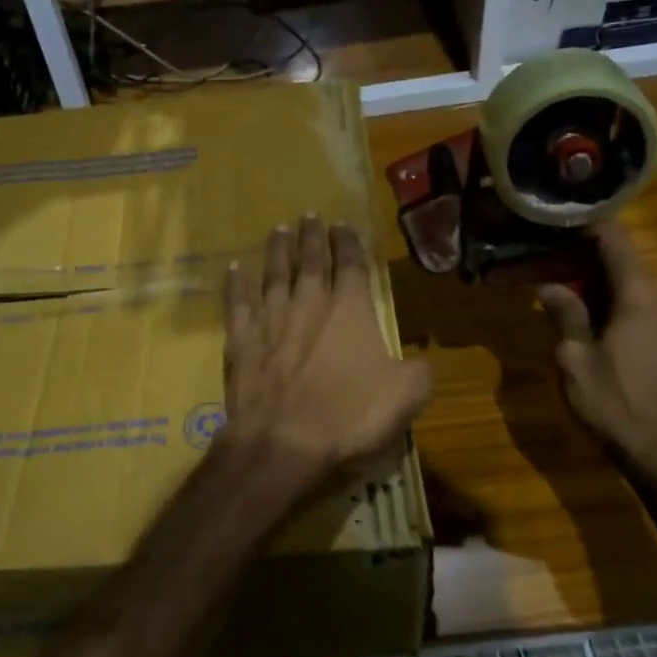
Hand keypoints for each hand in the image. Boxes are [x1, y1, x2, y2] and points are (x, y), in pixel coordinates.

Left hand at [222, 215, 434, 501]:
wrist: (284, 442)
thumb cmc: (349, 417)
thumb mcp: (405, 397)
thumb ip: (419, 371)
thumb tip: (423, 359)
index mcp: (351, 311)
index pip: (352, 265)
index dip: (349, 242)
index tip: (343, 223)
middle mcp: (309, 304)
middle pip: (310, 260)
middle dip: (311, 236)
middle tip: (308, 214)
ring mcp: (271, 319)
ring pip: (274, 273)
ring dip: (277, 249)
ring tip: (278, 228)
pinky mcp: (241, 339)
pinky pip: (237, 302)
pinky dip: (235, 283)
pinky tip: (233, 267)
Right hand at [536, 222, 656, 480]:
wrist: (655, 448)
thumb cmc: (612, 400)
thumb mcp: (574, 355)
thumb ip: (564, 312)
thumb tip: (546, 283)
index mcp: (637, 295)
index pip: (614, 238)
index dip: (583, 220)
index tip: (549, 210)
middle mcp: (653, 296)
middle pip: (616, 253)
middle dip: (576, 243)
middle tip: (534, 237)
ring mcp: (656, 315)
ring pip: (618, 275)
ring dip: (583, 267)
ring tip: (541, 260)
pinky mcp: (652, 333)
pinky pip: (622, 295)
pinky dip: (595, 288)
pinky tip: (565, 294)